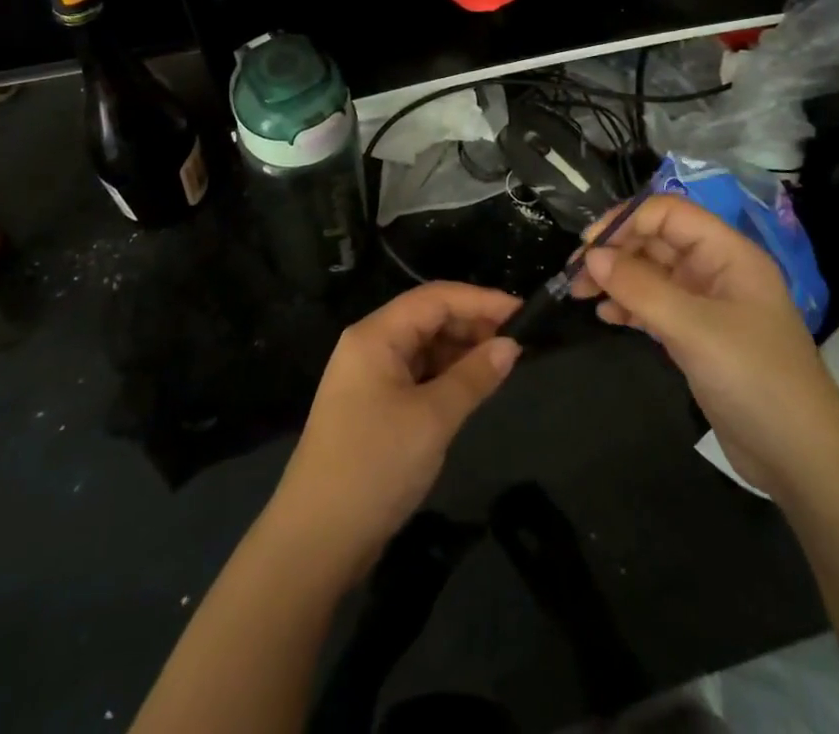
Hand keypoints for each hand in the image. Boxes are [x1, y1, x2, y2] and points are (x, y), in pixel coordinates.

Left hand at [265, 282, 521, 581]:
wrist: (315, 540)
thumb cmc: (375, 466)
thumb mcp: (432, 419)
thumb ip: (473, 377)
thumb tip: (511, 346)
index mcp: (375, 335)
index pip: (434, 297)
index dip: (480, 299)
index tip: (523, 311)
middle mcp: (369, 346)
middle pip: (427, 318)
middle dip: (472, 324)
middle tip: (518, 342)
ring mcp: (369, 378)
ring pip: (423, 347)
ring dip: (461, 351)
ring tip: (502, 363)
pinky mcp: (373, 407)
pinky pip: (416, 375)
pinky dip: (445, 376)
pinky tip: (472, 386)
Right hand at [569, 194, 838, 496]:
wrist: (803, 459)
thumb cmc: (755, 379)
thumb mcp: (695, 329)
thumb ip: (641, 288)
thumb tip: (592, 255)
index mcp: (728, 253)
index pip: (669, 213)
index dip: (627, 220)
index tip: (590, 246)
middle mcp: (717, 270)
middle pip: (656, 240)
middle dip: (615, 251)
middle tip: (576, 276)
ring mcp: (707, 304)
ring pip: (652, 273)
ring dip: (616, 279)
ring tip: (580, 295)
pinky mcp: (698, 336)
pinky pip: (655, 305)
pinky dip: (628, 306)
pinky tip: (606, 317)